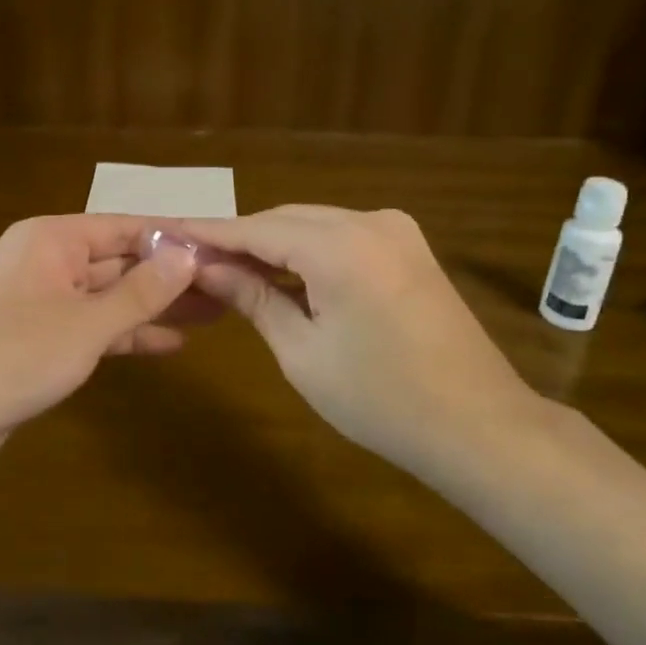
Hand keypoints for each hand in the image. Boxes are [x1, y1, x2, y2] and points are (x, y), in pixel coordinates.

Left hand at [0, 215, 198, 467]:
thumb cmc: (13, 356)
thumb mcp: (86, 324)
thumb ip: (141, 291)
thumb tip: (188, 254)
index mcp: (52, 240)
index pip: (124, 227)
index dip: (172, 238)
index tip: (218, 248)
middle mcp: (47, 260)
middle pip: (119, 261)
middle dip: (169, 276)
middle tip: (225, 285)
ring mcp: (42, 299)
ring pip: (109, 296)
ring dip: (154, 306)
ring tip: (212, 313)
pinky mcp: (40, 336)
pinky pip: (92, 325)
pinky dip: (126, 333)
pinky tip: (170, 343)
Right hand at [174, 206, 538, 473]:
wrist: (479, 425)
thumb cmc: (380, 399)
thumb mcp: (302, 352)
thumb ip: (252, 297)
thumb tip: (206, 268)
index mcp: (339, 246)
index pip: (255, 228)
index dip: (209, 233)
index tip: (167, 232)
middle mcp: (369, 221)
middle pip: (285, 219)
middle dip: (239, 238)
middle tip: (193, 260)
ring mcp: (396, 230)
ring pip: (314, 224)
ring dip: (272, 243)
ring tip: (228, 269)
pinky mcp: (409, 247)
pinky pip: (342, 236)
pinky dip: (307, 250)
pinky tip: (282, 272)